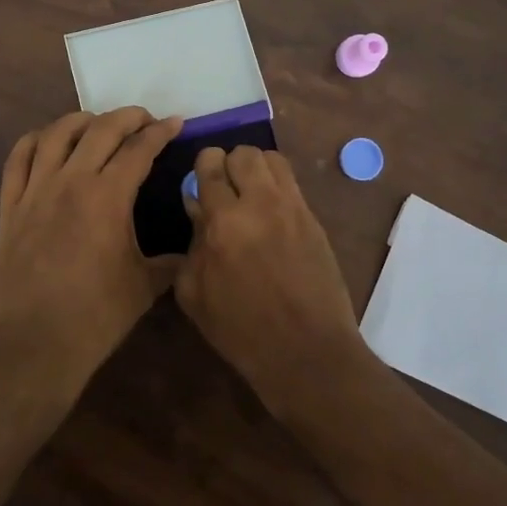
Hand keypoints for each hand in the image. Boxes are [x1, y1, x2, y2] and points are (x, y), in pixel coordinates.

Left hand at [0, 108, 182, 399]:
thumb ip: (170, 261)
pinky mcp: (10, 206)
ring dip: (81, 121)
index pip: (139, 148)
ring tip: (98, 124)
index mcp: (108, 196)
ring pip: (55, 134)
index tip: (175, 123)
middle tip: (144, 120)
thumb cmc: (96, 316)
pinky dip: (34, 141)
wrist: (35, 343)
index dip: (160, 131)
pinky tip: (46, 141)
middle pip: (100, 129)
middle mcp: (70, 181)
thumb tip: (190, 249)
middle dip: (127, 117)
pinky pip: (17, 159)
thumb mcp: (145, 286)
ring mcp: (35, 191)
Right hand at [175, 145, 369, 413]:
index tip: (200, 181)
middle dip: (229, 164)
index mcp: (224, 222)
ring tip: (250, 194)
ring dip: (256, 169)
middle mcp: (261, 204)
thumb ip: (192, 244)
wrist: (306, 352)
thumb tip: (197, 209)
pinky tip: (271, 214)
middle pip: (244, 153)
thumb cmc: (241, 331)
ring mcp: (293, 209)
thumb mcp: (195, 294)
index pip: (211, 165)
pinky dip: (277, 186)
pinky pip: (292, 184)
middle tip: (225, 188)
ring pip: (273, 159)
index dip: (203, 166)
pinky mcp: (315, 220)